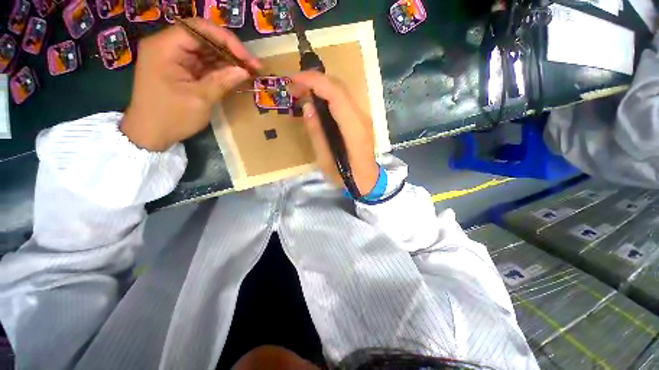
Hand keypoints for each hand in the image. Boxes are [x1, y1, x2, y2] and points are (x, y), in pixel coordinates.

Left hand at [120, 19, 260, 151]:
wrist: (150, 134)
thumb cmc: (171, 117)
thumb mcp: (199, 99)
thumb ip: (222, 81)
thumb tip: (245, 71)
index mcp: (164, 47)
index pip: (199, 29)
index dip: (226, 40)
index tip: (247, 58)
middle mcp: (167, 46)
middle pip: (204, 37)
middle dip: (230, 50)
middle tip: (253, 66)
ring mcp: (173, 57)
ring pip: (206, 50)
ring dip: (228, 60)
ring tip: (249, 71)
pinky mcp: (179, 69)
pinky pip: (203, 62)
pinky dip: (220, 68)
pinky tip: (235, 75)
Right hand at [291, 72, 378, 194]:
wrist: (367, 181)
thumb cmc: (346, 177)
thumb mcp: (325, 161)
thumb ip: (317, 133)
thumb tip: (307, 107)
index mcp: (354, 129)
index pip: (336, 94)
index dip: (314, 81)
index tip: (294, 79)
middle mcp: (362, 118)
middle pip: (340, 87)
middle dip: (315, 80)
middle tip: (294, 86)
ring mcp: (363, 117)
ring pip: (342, 91)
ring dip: (321, 86)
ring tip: (302, 92)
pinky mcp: (361, 120)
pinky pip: (344, 100)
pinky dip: (328, 95)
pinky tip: (317, 101)